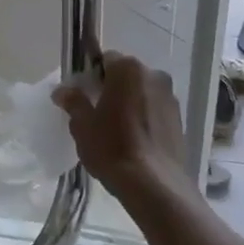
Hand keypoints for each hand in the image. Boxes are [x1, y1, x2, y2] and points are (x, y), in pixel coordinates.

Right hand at [53, 52, 192, 207]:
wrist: (154, 185)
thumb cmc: (112, 147)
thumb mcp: (83, 125)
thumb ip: (74, 102)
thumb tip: (63, 91)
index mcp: (128, 69)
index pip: (105, 59)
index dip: (91, 75)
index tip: (83, 94)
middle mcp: (154, 75)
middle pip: (126, 75)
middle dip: (112, 88)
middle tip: (97, 112)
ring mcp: (171, 97)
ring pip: (143, 92)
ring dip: (130, 102)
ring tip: (117, 129)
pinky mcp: (180, 120)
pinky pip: (155, 110)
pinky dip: (144, 117)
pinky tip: (134, 140)